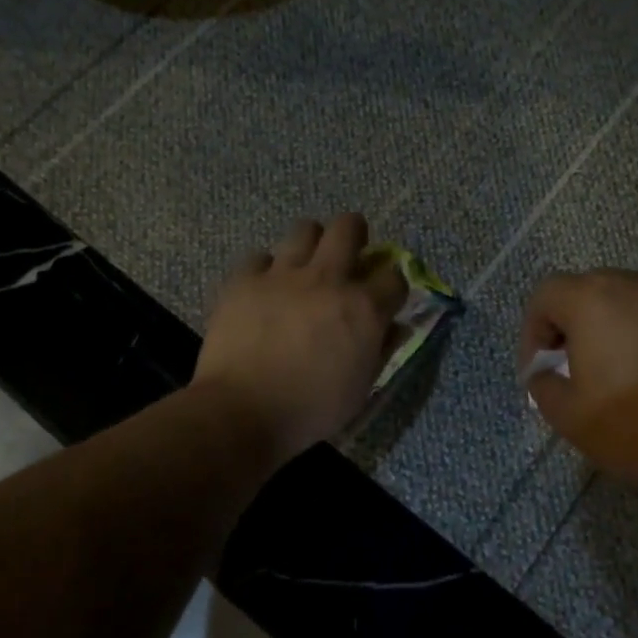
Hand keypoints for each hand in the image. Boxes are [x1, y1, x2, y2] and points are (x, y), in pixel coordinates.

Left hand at [194, 214, 407, 464]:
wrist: (243, 411)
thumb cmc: (310, 410)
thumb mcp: (360, 389)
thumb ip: (380, 351)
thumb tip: (393, 328)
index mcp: (363, 308)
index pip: (394, 276)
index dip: (392, 285)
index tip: (384, 297)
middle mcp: (328, 279)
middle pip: (349, 227)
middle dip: (355, 235)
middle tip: (347, 256)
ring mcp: (283, 274)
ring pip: (305, 228)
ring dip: (311, 243)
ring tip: (304, 266)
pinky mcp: (245, 279)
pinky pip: (259, 257)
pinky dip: (265, 270)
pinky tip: (263, 290)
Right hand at [517, 270, 637, 501]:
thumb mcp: (571, 419)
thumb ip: (544, 387)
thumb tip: (546, 373)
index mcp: (593, 298)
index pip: (546, 294)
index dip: (533, 332)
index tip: (541, 371)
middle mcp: (636, 282)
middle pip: (588, 292)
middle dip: (573, 329)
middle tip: (576, 373)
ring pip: (629, 304)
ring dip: (613, 332)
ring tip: (619, 378)